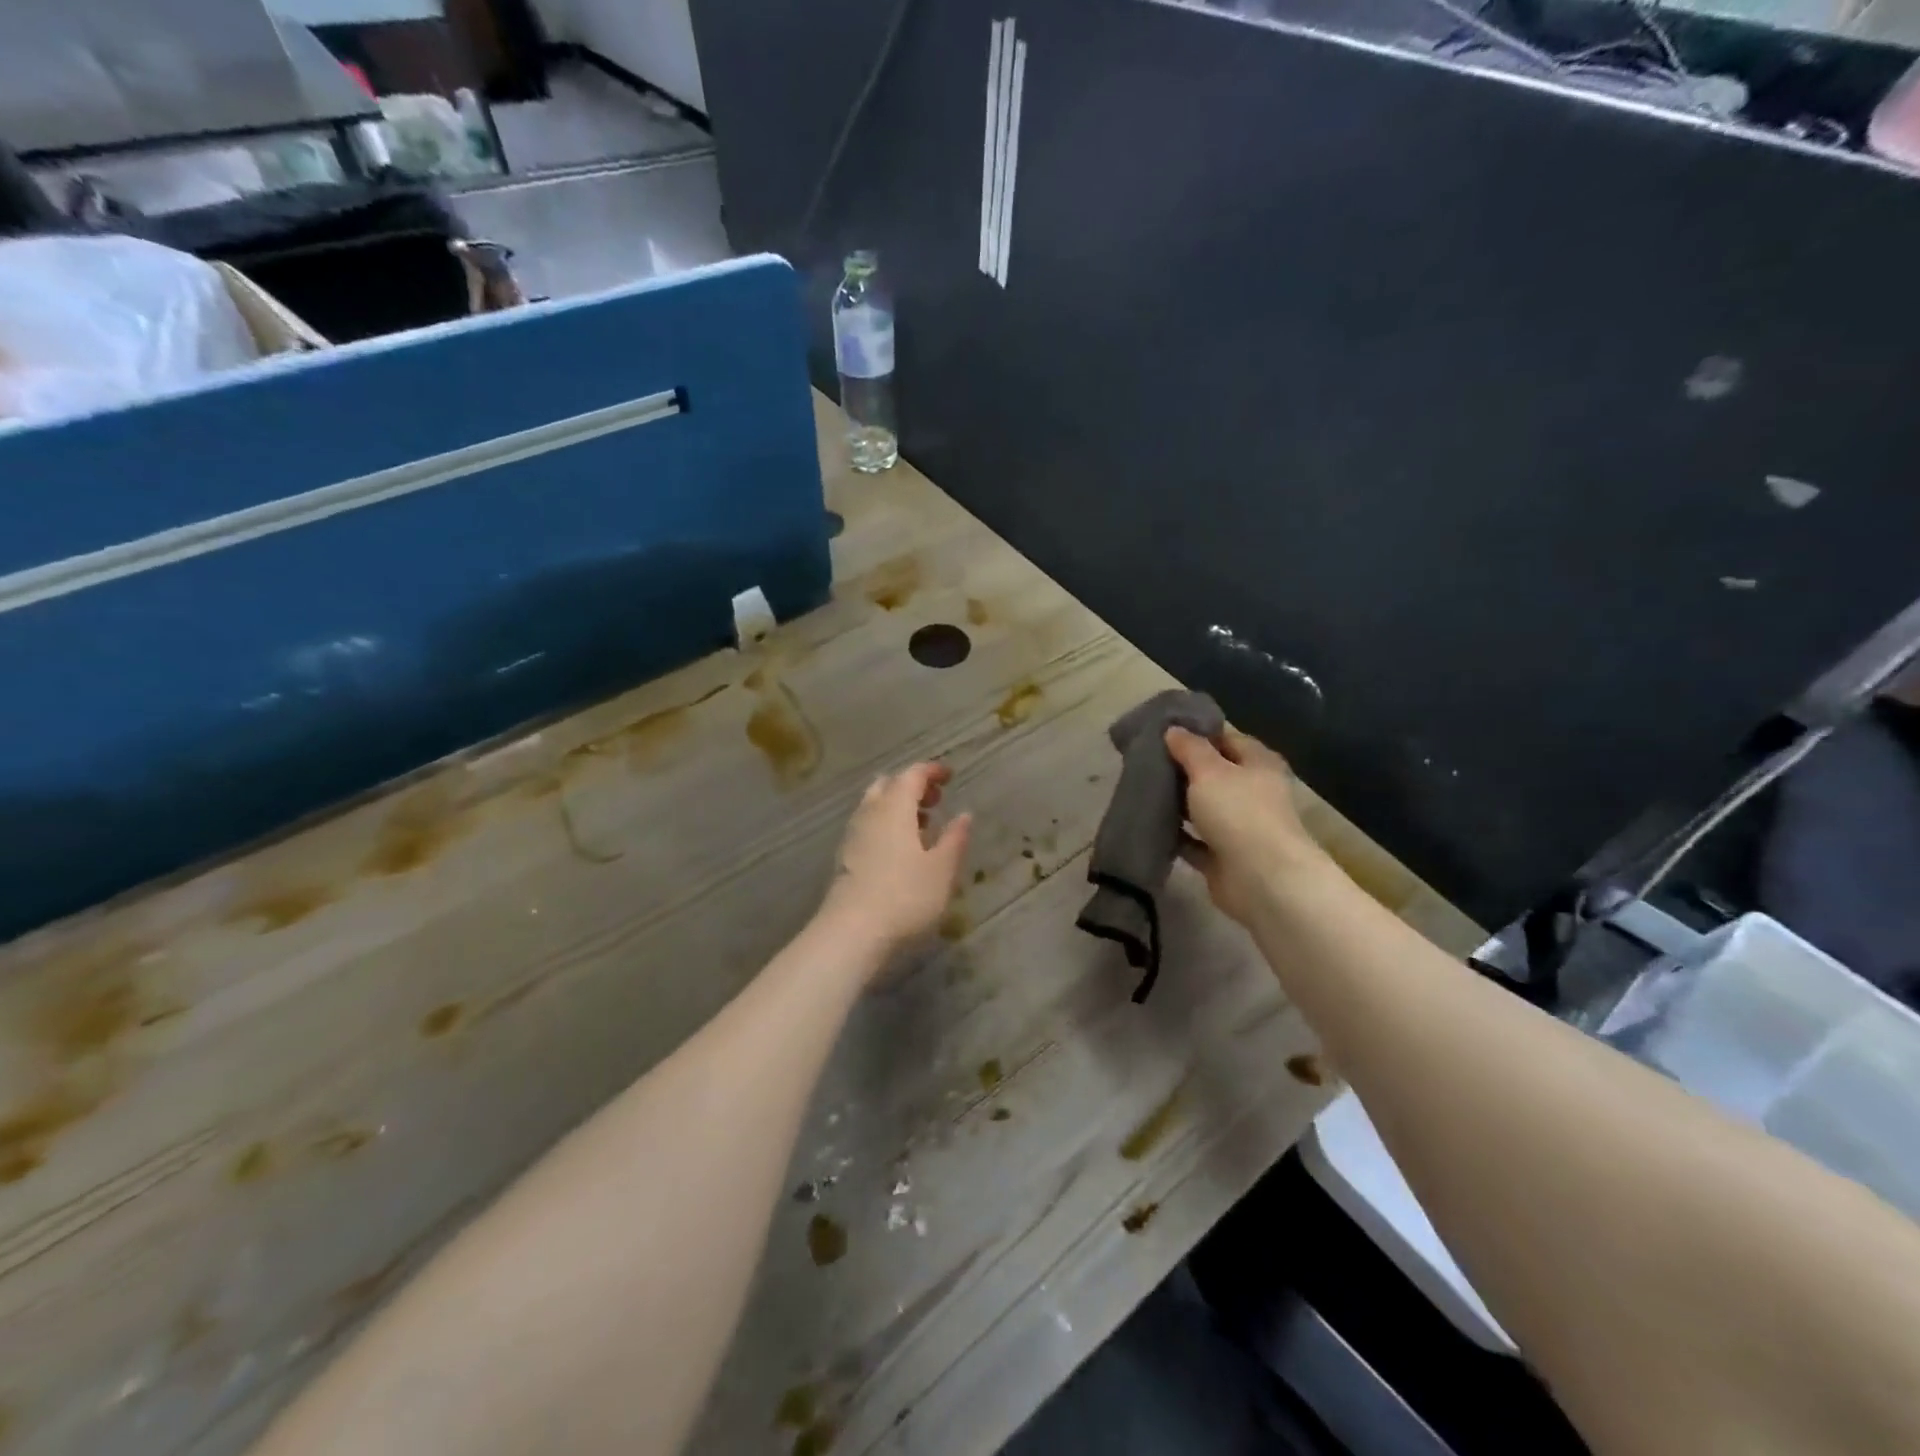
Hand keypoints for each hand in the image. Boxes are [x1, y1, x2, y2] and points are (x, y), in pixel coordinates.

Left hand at [823, 763, 972, 954]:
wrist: (852, 933)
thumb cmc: (905, 896)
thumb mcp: (942, 869)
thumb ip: (954, 838)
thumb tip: (964, 814)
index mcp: (894, 808)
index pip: (912, 775)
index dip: (932, 771)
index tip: (950, 775)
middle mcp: (870, 813)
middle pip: (888, 785)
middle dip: (912, 786)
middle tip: (936, 800)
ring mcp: (853, 835)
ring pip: (875, 806)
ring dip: (898, 807)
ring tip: (923, 826)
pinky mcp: (845, 858)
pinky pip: (868, 827)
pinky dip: (886, 826)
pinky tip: (902, 850)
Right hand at [1164, 726, 1328, 926]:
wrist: (1261, 879)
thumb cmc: (1239, 812)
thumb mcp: (1209, 770)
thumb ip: (1189, 748)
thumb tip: (1173, 730)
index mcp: (1258, 764)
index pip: (1227, 739)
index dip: (1197, 733)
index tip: (1163, 731)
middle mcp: (1252, 792)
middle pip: (1213, 774)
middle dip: (1182, 768)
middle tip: (1145, 759)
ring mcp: (1239, 827)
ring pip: (1202, 808)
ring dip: (1177, 803)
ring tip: (1141, 789)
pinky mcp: (1223, 856)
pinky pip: (1193, 840)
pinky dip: (1175, 834)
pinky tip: (1149, 824)